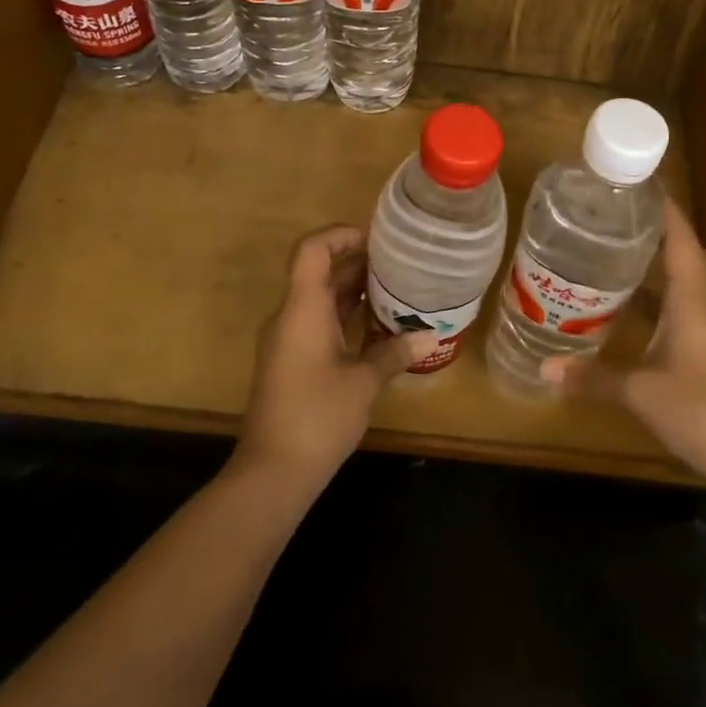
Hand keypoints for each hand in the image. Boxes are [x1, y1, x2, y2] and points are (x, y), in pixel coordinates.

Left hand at [238, 225, 437, 487]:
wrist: (273, 471)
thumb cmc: (317, 417)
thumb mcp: (363, 383)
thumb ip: (394, 353)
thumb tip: (432, 336)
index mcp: (302, 310)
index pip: (312, 250)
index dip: (340, 235)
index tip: (375, 239)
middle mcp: (291, 317)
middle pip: (319, 273)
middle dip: (357, 262)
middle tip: (399, 261)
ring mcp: (288, 340)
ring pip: (321, 300)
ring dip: (354, 290)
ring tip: (396, 286)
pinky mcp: (292, 362)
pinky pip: (319, 323)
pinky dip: (347, 316)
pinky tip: (379, 325)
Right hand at [551, 202, 705, 491]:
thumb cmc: (700, 411)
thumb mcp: (639, 393)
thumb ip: (593, 378)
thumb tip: (545, 368)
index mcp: (695, 303)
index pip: (683, 243)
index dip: (668, 213)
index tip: (646, 187)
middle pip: (698, 259)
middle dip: (672, 238)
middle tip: (635, 228)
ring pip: (701, 286)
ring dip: (675, 269)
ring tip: (635, 262)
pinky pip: (699, 312)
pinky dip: (675, 301)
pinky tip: (649, 315)